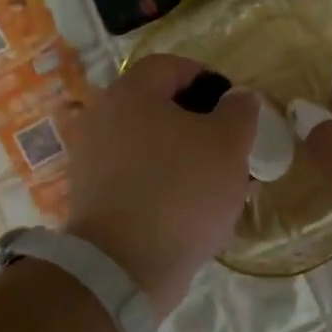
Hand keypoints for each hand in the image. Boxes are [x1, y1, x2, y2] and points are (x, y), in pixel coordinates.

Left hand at [63, 53, 258, 318]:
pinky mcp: (92, 199)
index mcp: (131, 94)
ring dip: (183, 157)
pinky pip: (136, 179)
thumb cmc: (182, 191)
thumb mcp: (229, 145)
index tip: (234, 106)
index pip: (171, 66)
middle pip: (158, 108)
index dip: (208, 79)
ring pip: (149, 146)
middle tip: (230, 148)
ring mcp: (91, 161)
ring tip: (217, 184)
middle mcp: (102, 118)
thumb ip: (239, 112)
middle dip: (198, 124)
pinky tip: (190, 210)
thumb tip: (238, 98)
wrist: (125, 266)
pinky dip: (163, 185)